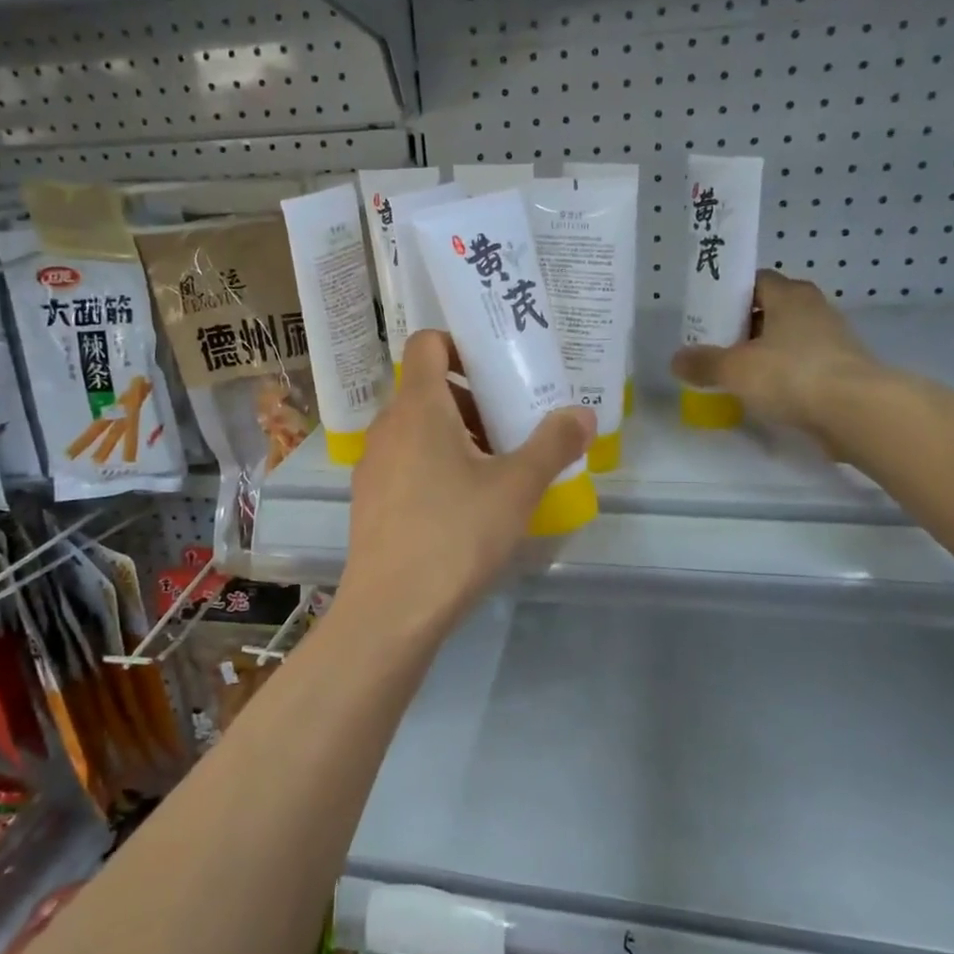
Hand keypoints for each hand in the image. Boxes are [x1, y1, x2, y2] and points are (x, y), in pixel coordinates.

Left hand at [336, 331, 593, 647]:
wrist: (391, 610)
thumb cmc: (455, 535)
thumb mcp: (517, 488)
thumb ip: (553, 444)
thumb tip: (584, 413)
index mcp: (418, 407)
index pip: (427, 343)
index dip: (461, 344)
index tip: (498, 369)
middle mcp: (388, 426)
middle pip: (428, 388)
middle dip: (473, 400)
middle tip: (514, 426)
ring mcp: (373, 464)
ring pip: (418, 428)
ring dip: (458, 435)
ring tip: (498, 469)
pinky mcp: (369, 499)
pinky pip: (406, 461)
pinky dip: (436, 464)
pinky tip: (466, 505)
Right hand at [670, 272, 884, 448]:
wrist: (856, 411)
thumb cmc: (791, 374)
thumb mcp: (735, 369)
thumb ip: (704, 363)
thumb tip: (677, 360)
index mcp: (790, 295)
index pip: (756, 281)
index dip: (730, 295)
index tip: (709, 316)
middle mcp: (814, 309)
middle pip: (771, 310)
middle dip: (744, 326)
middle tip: (716, 347)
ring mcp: (832, 340)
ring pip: (787, 339)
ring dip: (764, 352)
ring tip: (736, 374)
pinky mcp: (841, 369)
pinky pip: (802, 364)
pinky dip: (783, 374)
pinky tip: (765, 394)